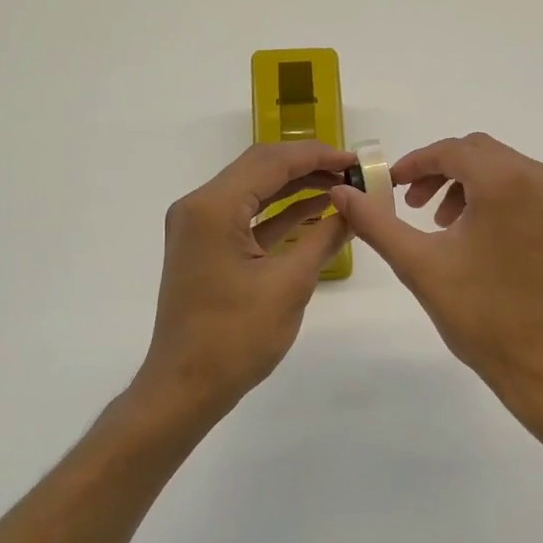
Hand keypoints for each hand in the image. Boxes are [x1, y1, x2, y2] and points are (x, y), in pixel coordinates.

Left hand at [136, 141, 353, 419]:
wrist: (186, 386)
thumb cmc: (236, 337)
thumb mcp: (290, 284)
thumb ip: (325, 237)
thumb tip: (356, 208)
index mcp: (213, 207)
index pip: (271, 161)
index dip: (317, 156)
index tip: (356, 160)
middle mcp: (200, 206)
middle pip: (260, 168)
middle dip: (308, 166)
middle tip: (352, 172)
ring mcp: (200, 227)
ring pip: (255, 190)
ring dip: (296, 187)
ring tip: (342, 188)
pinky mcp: (207, 247)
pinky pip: (248, 217)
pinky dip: (281, 213)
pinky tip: (316, 211)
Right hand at [330, 133, 542, 423]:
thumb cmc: (480, 315)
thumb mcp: (418, 264)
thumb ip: (375, 221)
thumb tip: (341, 191)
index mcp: (508, 182)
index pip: (452, 151)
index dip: (416, 164)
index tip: (392, 186)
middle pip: (482, 154)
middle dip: (443, 174)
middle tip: (417, 207)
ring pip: (509, 172)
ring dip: (472, 188)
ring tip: (449, 227)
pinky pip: (535, 195)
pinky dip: (504, 203)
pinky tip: (488, 242)